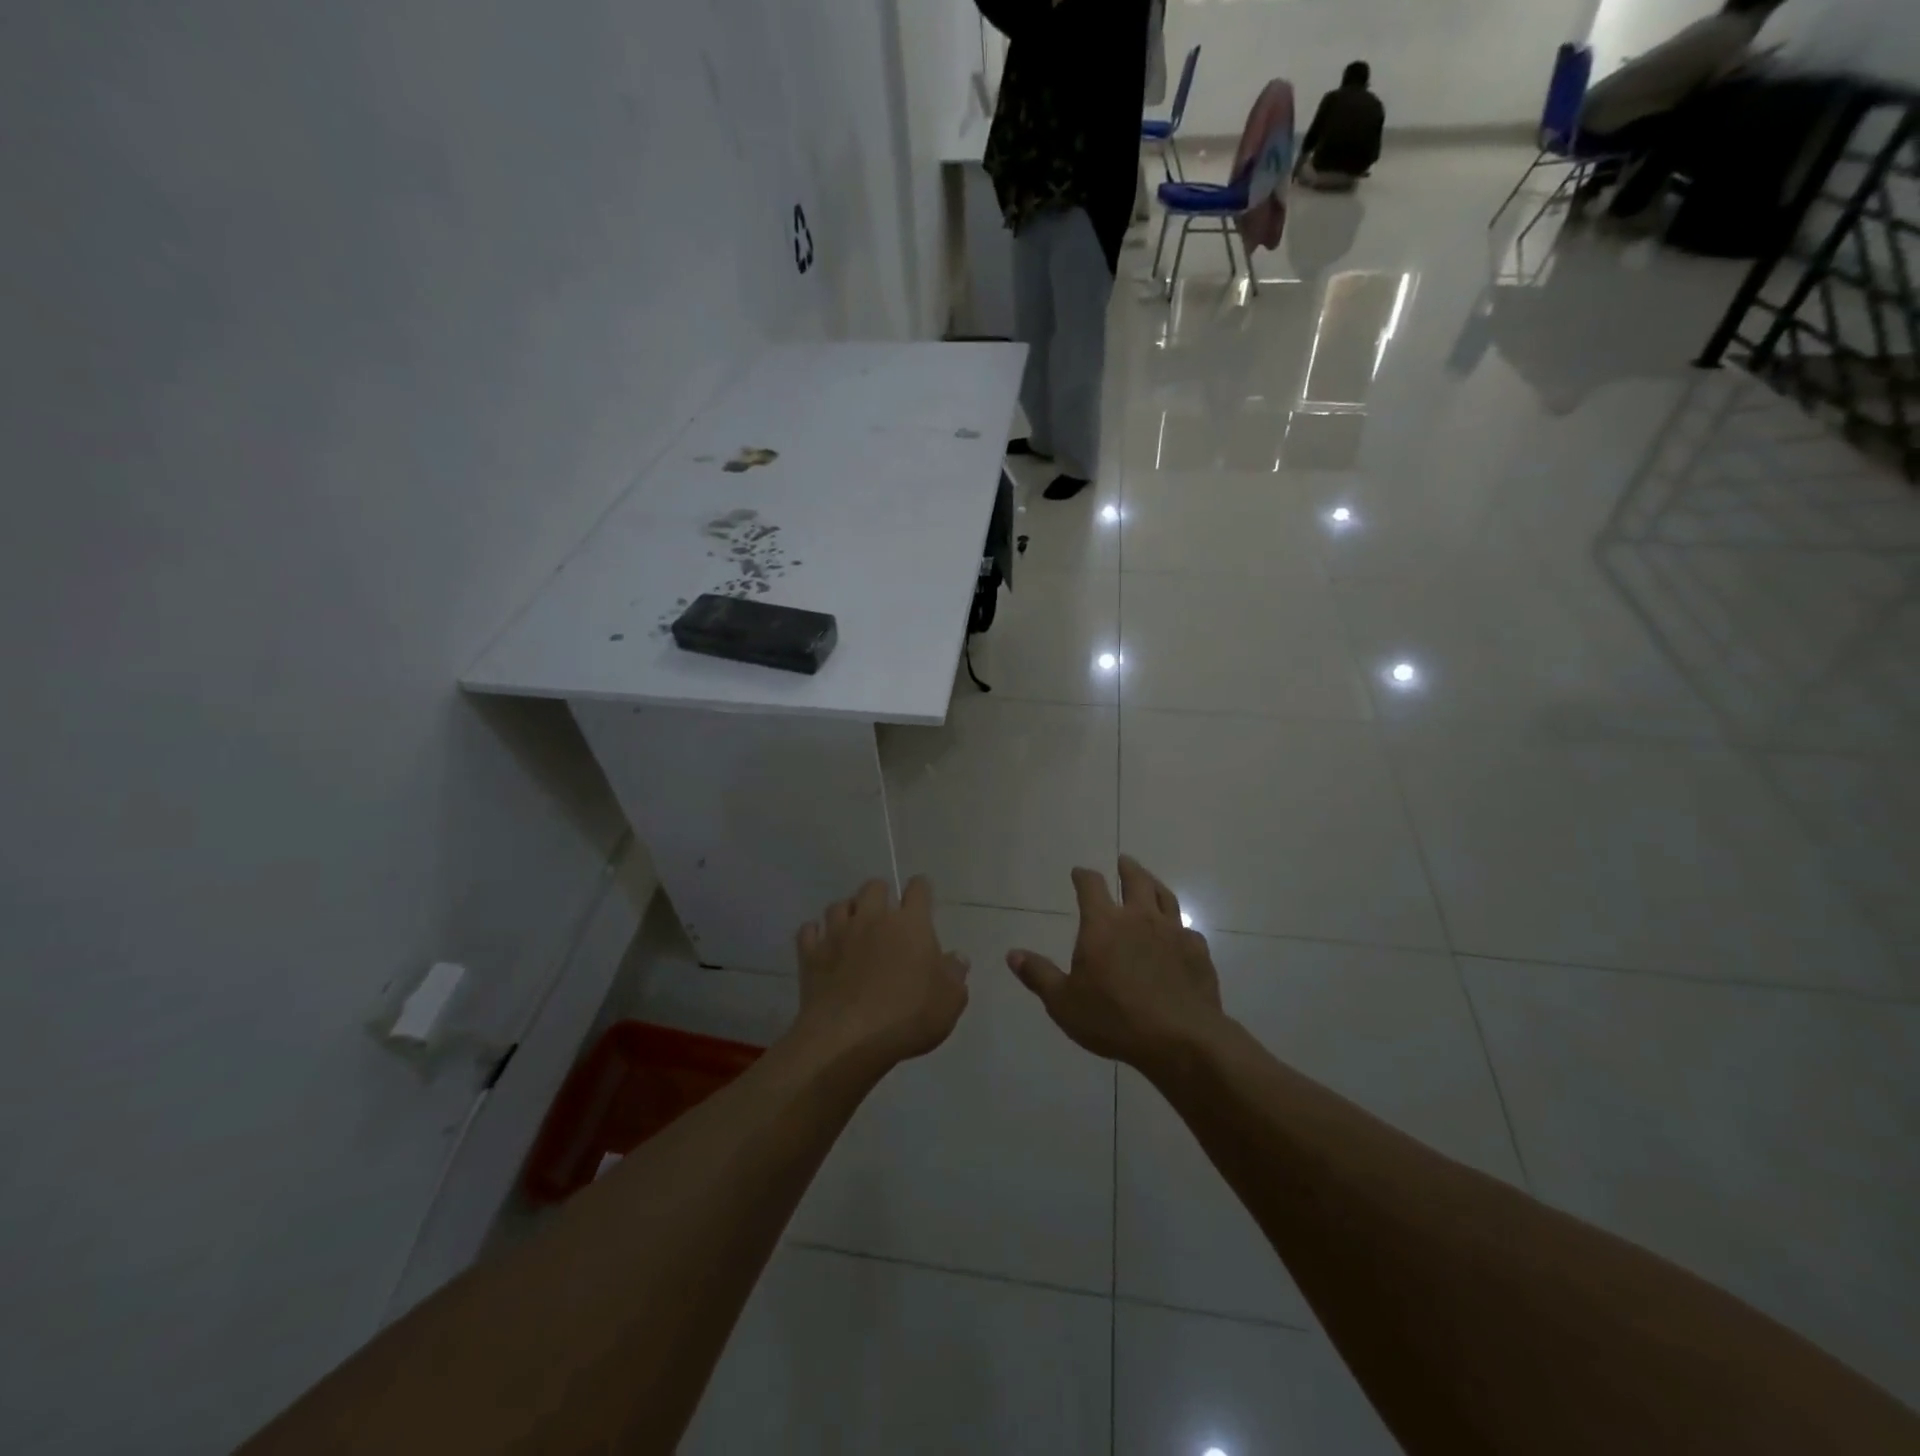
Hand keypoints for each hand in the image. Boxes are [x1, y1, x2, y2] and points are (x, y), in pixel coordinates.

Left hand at [793, 877, 969, 1071]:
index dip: (921, 889)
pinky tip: (821, 944)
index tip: (922, 896)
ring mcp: (838, 933)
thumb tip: (957, 958)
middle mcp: (873, 918)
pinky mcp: (811, 954)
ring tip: (852, 927)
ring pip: (839, 904)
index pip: (918, 889)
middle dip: (881, 895)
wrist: (848, 1038)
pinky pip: (809, 931)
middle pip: (874, 887)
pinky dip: (815, 934)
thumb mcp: (949, 1001)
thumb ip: (955, 975)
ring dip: (847, 912)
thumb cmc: (908, 1016)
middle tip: (886, 915)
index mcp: (910, 924)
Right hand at [1007, 856, 1224, 1072]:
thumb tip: (1012, 954)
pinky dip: (1180, 927)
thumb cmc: (1114, 1018)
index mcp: (1103, 924)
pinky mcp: (1197, 952)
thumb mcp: (1063, 1002)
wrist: (1180, 1038)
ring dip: (1155, 885)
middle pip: (1135, 880)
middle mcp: (1139, 918)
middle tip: (1123, 861)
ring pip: (1165, 897)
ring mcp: (1173, 932)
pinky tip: (1180, 934)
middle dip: (1127, 868)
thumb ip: (1038, 975)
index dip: (1083, 876)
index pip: (1091, 886)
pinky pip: (1188, 931)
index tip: (1079, 872)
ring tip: (1151, 882)